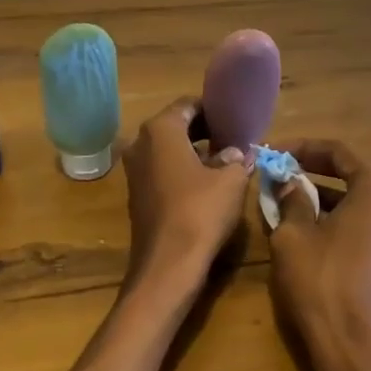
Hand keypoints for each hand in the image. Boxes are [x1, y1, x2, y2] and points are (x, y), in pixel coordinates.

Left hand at [121, 98, 250, 286]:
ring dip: (194, 151)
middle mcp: (140, 144)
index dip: (213, 109)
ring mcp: (134, 171)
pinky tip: (206, 183)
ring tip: (225, 159)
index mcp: (160, 130)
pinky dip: (182, 170)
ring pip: (168, 150)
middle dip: (204, 130)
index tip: (235, 118)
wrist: (168, 264)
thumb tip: (236, 152)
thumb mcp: (231, 180)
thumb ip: (235, 158)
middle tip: (234, 137)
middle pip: (176, 126)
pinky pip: (162, 171)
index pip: (188, 105)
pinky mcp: (137, 195)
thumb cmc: (200, 211)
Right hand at [267, 140, 370, 370]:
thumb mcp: (294, 235)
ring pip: (360, 198)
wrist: (354, 345)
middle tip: (282, 171)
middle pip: (353, 172)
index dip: (303, 148)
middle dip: (315, 170)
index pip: (338, 152)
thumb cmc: (321, 281)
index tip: (275, 153)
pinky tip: (310, 223)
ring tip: (289, 195)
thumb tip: (290, 182)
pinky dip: (340, 215)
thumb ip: (292, 199)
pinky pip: (367, 219)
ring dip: (326, 194)